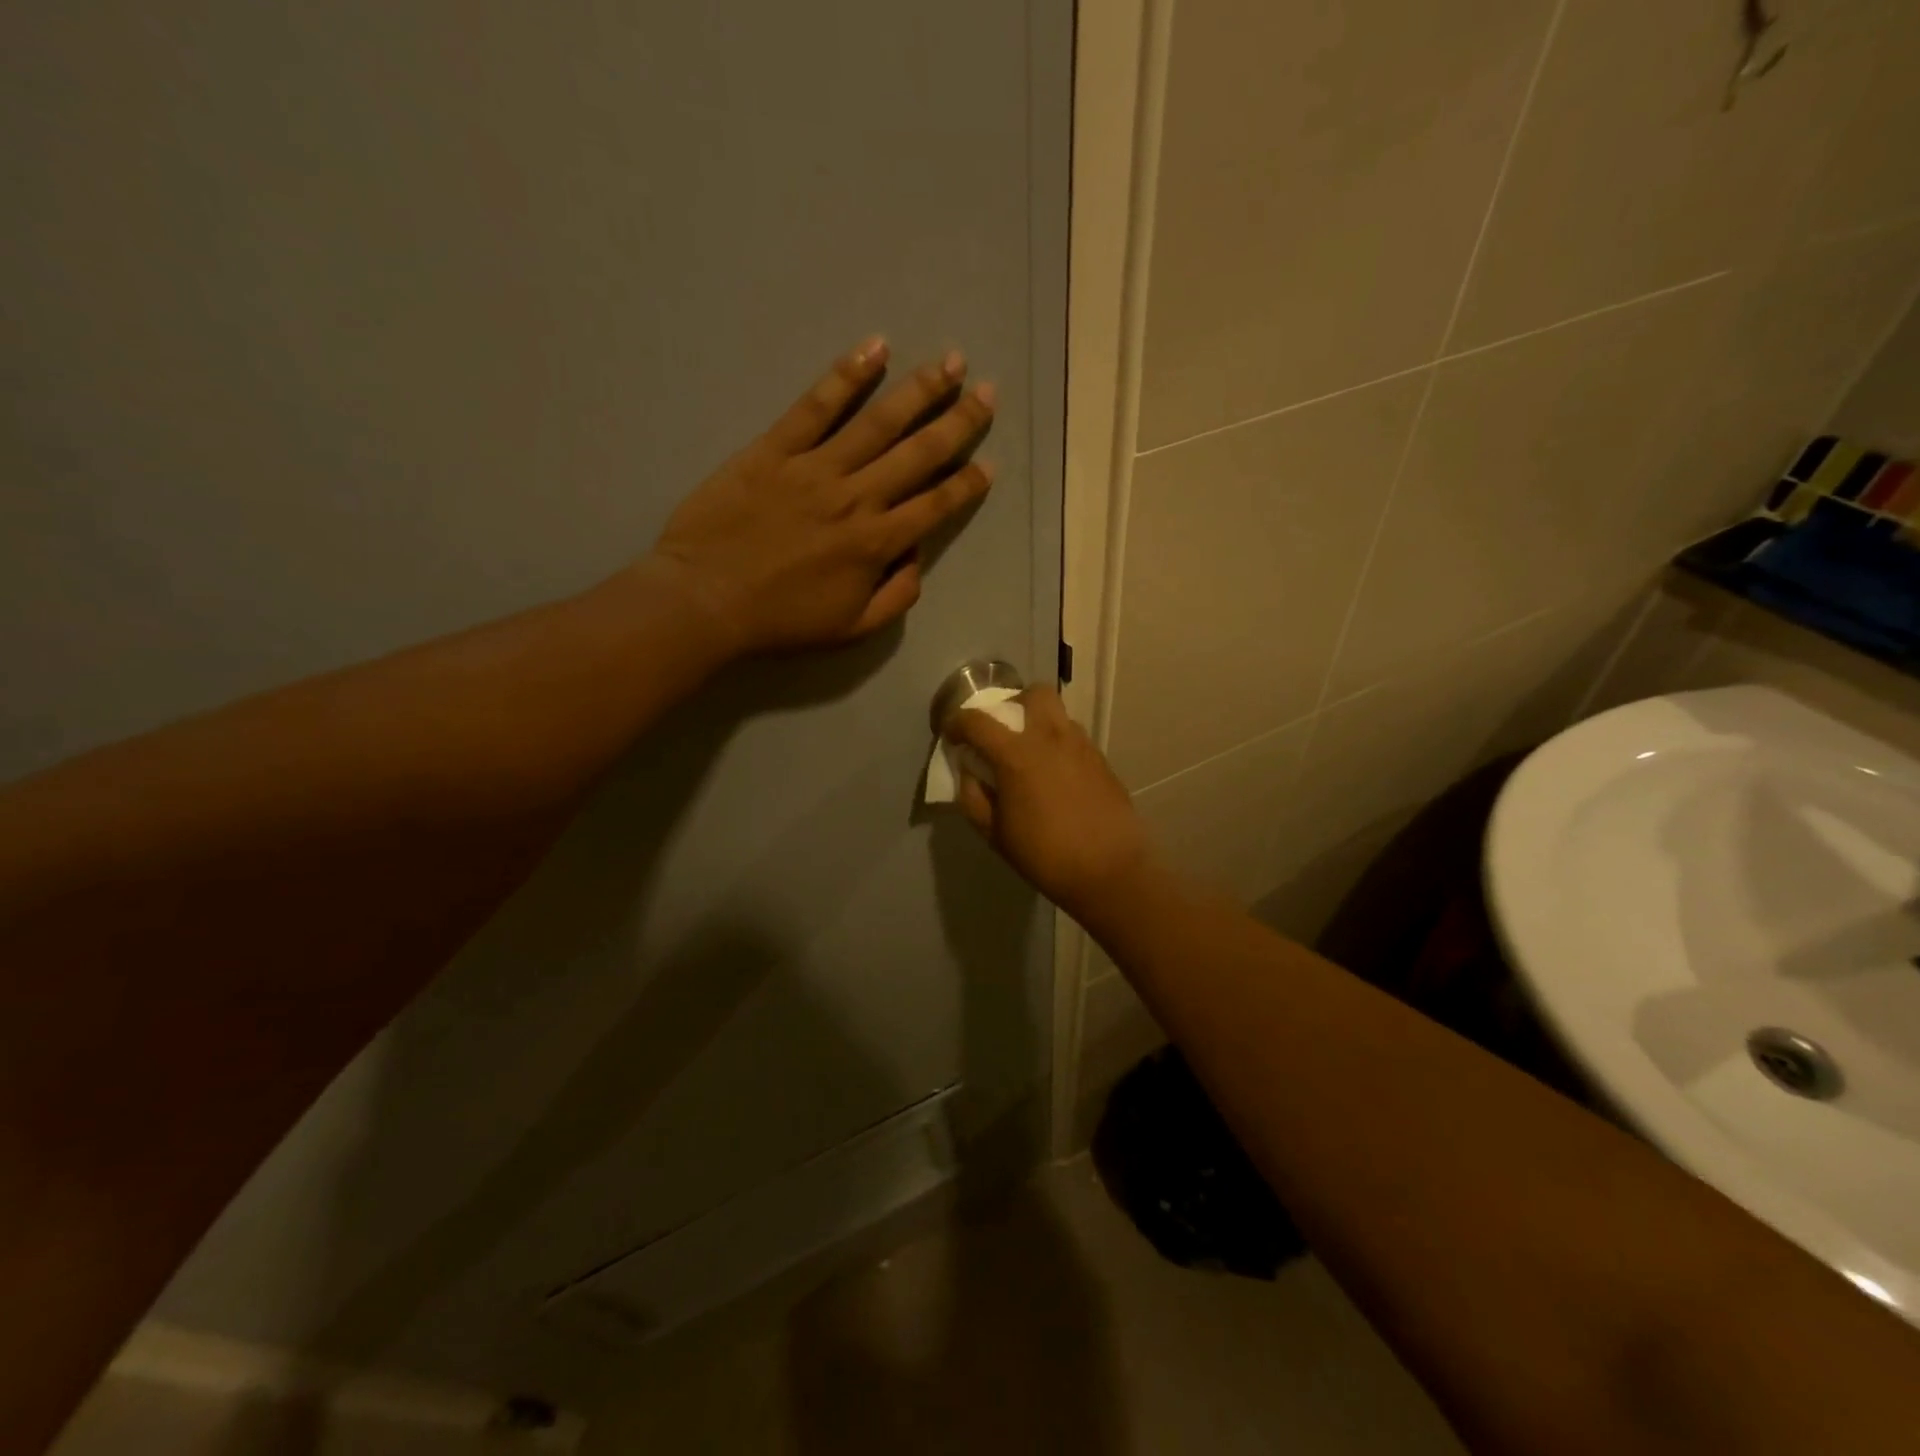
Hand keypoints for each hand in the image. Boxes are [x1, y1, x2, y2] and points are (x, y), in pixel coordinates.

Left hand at [644, 338, 995, 655]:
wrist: (706, 600)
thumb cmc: (781, 621)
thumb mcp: (852, 629)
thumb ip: (897, 596)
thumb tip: (917, 558)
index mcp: (878, 543)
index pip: (936, 505)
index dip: (967, 484)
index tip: (990, 463)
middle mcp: (857, 497)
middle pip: (919, 453)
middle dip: (959, 422)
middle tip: (988, 392)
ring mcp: (816, 467)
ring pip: (878, 421)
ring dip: (919, 389)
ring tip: (950, 361)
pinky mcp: (775, 449)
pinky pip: (816, 406)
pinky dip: (847, 375)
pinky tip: (875, 348)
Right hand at [943, 685, 1159, 920]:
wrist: (1110, 870)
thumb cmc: (1045, 855)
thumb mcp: (995, 834)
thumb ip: (974, 798)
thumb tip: (969, 774)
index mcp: (1016, 754)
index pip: (977, 721)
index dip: (956, 722)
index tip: (951, 734)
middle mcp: (1051, 738)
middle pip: (1033, 694)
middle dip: (1013, 703)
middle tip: (1004, 731)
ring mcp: (1081, 746)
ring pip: (1058, 714)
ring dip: (1039, 724)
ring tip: (1032, 755)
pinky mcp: (1102, 760)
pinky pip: (1075, 738)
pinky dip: (1059, 745)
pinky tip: (1057, 776)